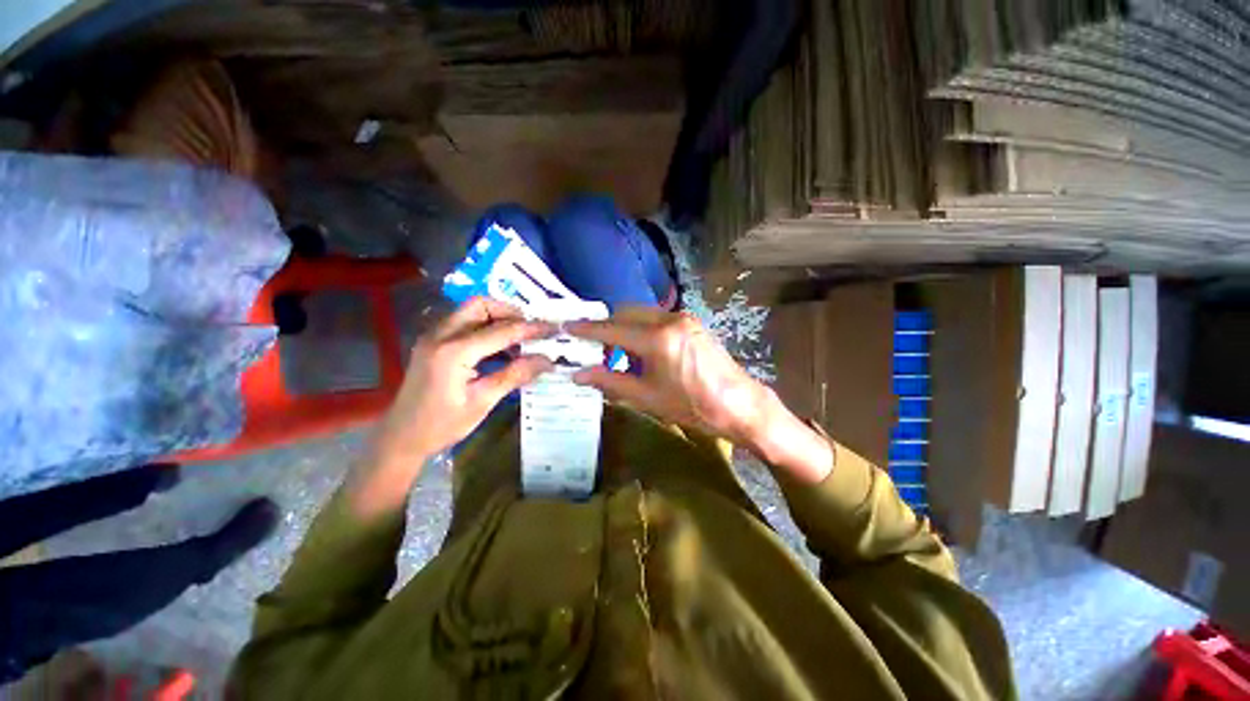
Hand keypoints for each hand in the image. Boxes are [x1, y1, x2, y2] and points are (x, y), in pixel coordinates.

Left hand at [348, 298, 553, 517]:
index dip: (530, 329)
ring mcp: (433, 336)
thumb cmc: (441, 425)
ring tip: (521, 336)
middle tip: (532, 329)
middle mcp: (440, 335)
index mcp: (453, 351)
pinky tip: (500, 345)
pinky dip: (485, 326)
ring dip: (498, 317)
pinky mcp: (432, 342)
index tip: (553, 328)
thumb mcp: (483, 401)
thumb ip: (515, 375)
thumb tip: (547, 360)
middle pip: (480, 305)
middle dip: (510, 312)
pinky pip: (463, 322)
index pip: (501, 330)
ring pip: (470, 310)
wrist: (400, 438)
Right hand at [569, 308, 770, 446]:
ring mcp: (683, 318)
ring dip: (625, 328)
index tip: (567, 326)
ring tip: (619, 356)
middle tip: (594, 349)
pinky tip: (642, 352)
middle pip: (626, 312)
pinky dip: (642, 329)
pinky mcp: (691, 323)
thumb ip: (611, 381)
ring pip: (641, 313)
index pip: (612, 329)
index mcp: (657, 339)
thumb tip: (579, 374)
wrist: (739, 405)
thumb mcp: (647, 397)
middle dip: (607, 327)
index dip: (587, 329)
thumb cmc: (692, 406)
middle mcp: (669, 319)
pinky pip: (657, 318)